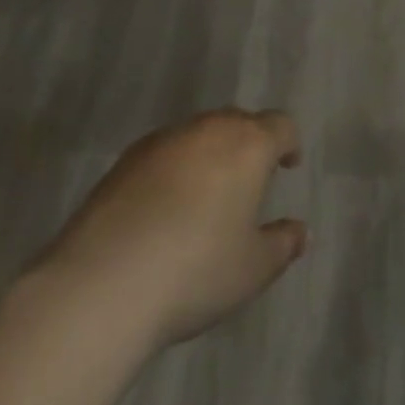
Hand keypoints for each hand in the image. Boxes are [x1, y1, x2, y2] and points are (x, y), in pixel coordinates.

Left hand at [43, 110, 306, 346]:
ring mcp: (162, 141)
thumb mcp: (253, 268)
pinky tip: (165, 207)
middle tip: (250, 179)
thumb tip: (301, 231)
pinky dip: (174, 169)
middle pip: (237, 122)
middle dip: (248, 144)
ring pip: (197, 134)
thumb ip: (283, 244)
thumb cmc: (196, 271)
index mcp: (247, 145)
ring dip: (209, 154)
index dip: (288, 143)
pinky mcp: (124, 160)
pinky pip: (164, 153)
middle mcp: (206, 130)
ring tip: (207, 194)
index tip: (288, 165)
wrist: (103, 282)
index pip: (279, 126)